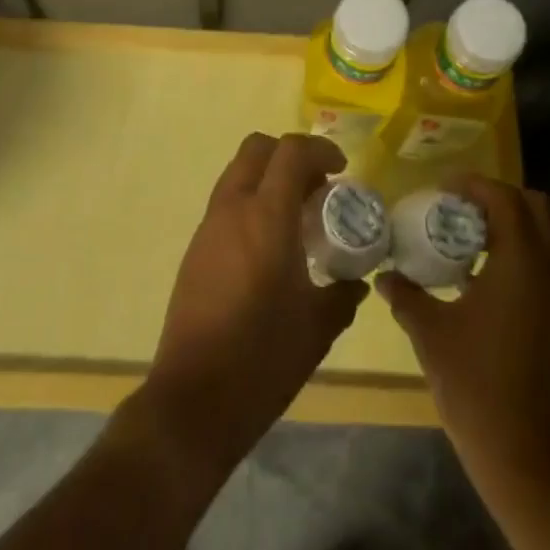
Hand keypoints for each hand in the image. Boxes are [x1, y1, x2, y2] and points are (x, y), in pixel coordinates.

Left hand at [144, 133, 367, 472]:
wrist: (193, 401)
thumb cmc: (262, 358)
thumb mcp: (317, 328)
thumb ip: (342, 295)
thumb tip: (356, 282)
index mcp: (266, 217)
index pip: (291, 152)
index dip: (320, 149)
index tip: (342, 169)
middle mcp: (233, 209)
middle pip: (257, 148)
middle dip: (290, 154)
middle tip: (317, 187)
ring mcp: (208, 227)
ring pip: (238, 173)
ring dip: (269, 178)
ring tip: (297, 218)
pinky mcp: (195, 249)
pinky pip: (227, 203)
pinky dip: (251, 203)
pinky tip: (270, 247)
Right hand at [377, 177, 549, 485]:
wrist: (536, 462)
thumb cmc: (480, 387)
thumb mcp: (432, 336)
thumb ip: (407, 297)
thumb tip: (385, 277)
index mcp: (522, 261)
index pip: (505, 197)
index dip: (474, 184)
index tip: (443, 189)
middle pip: (535, 208)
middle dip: (498, 200)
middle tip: (460, 211)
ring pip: (543, 240)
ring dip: (509, 230)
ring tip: (465, 246)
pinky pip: (544, 269)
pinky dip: (517, 259)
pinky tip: (481, 286)